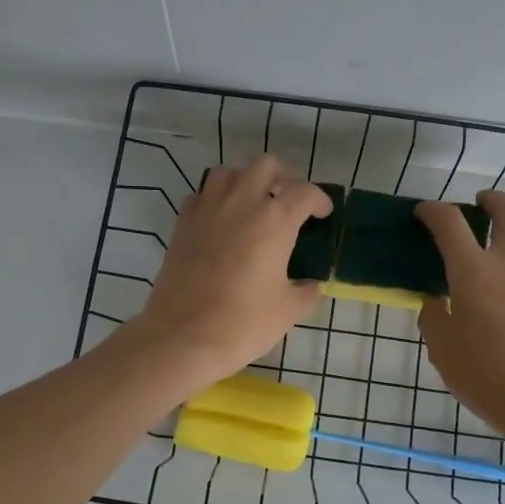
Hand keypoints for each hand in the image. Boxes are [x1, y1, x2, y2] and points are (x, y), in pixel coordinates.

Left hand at [131, 155, 332, 391]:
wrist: (182, 337)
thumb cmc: (242, 323)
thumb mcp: (287, 311)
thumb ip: (306, 292)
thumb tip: (310, 285)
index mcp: (275, 220)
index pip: (304, 192)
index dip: (319, 200)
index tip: (322, 213)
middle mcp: (241, 203)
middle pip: (265, 166)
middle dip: (283, 178)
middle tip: (289, 201)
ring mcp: (207, 210)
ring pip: (229, 173)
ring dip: (245, 181)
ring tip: (253, 204)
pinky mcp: (182, 224)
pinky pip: (201, 196)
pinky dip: (214, 200)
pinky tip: (220, 221)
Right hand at [416, 190, 504, 435]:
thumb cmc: (487, 376)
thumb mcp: (443, 351)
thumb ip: (434, 319)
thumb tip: (436, 302)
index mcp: (474, 273)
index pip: (450, 223)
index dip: (434, 211)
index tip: (424, 212)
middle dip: (492, 200)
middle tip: (480, 203)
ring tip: (490, 277)